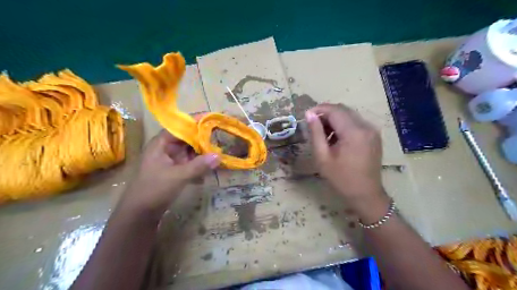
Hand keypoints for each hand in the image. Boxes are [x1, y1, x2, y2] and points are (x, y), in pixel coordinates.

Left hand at [119, 130, 218, 217]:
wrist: (139, 214)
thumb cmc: (154, 190)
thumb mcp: (178, 176)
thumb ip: (199, 166)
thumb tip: (219, 156)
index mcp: (161, 144)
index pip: (180, 127)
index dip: (195, 122)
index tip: (211, 119)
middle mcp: (166, 149)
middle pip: (187, 139)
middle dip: (202, 139)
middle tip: (220, 137)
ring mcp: (170, 161)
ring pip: (190, 151)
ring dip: (202, 154)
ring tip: (219, 153)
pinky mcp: (174, 171)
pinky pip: (190, 163)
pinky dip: (199, 165)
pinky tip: (208, 171)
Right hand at [304, 103, 384, 211]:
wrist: (365, 194)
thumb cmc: (341, 178)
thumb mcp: (322, 157)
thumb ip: (316, 133)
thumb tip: (309, 114)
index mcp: (354, 132)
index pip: (334, 110)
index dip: (319, 109)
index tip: (306, 116)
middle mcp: (366, 126)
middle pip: (343, 110)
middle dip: (326, 113)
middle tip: (313, 125)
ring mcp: (372, 130)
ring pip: (349, 115)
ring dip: (334, 119)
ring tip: (323, 134)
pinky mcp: (374, 135)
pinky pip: (356, 122)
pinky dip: (343, 125)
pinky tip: (336, 138)